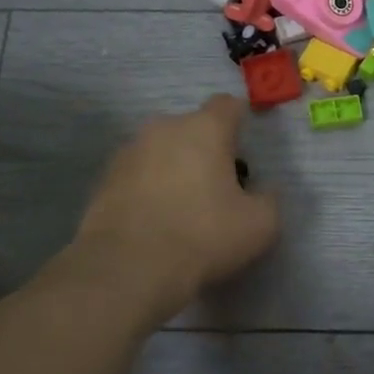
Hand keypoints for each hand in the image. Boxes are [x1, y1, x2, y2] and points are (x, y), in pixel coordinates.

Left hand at [78, 95, 279, 306]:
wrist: (127, 268)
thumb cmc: (203, 236)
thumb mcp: (260, 225)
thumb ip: (268, 199)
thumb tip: (262, 191)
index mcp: (204, 128)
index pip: (227, 105)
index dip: (239, 125)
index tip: (243, 155)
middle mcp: (164, 127)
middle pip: (192, 128)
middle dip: (205, 150)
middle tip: (216, 190)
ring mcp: (129, 151)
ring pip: (162, 150)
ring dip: (174, 168)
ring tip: (181, 209)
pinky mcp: (104, 178)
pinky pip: (137, 174)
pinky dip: (148, 188)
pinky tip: (154, 221)